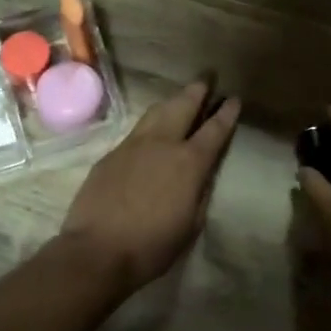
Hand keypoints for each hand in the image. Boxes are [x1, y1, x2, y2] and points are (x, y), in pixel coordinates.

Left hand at [58, 81, 241, 294]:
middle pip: (183, 106)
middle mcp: (162, 144)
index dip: (226, 113)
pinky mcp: (111, 154)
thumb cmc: (152, 246)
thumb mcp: (190, 224)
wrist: (97, 250)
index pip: (214, 130)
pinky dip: (151, 124)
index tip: (233, 99)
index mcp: (189, 163)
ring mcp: (133, 145)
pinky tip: (151, 131)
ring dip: (172, 101)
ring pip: (157, 112)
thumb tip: (202, 175)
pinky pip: (137, 131)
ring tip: (180, 97)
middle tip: (207, 79)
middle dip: (197, 91)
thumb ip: (199, 193)